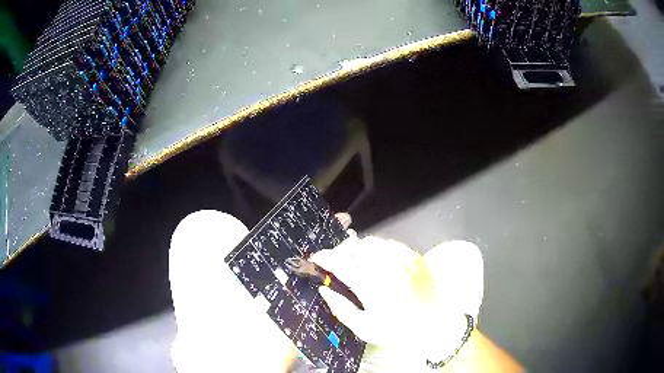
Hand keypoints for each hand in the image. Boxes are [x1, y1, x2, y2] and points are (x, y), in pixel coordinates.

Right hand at [310, 235, 472, 369]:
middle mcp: (384, 264)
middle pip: (354, 245)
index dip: (323, 257)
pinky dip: (379, 250)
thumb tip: (323, 289)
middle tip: (338, 264)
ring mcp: (401, 257)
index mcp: (369, 283)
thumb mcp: (364, 328)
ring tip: (359, 263)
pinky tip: (381, 263)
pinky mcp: (413, 255)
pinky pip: (389, 244)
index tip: (315, 259)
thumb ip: (341, 308)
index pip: (339, 262)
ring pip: (371, 242)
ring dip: (359, 250)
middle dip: (340, 252)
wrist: (435, 324)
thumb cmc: (397, 330)